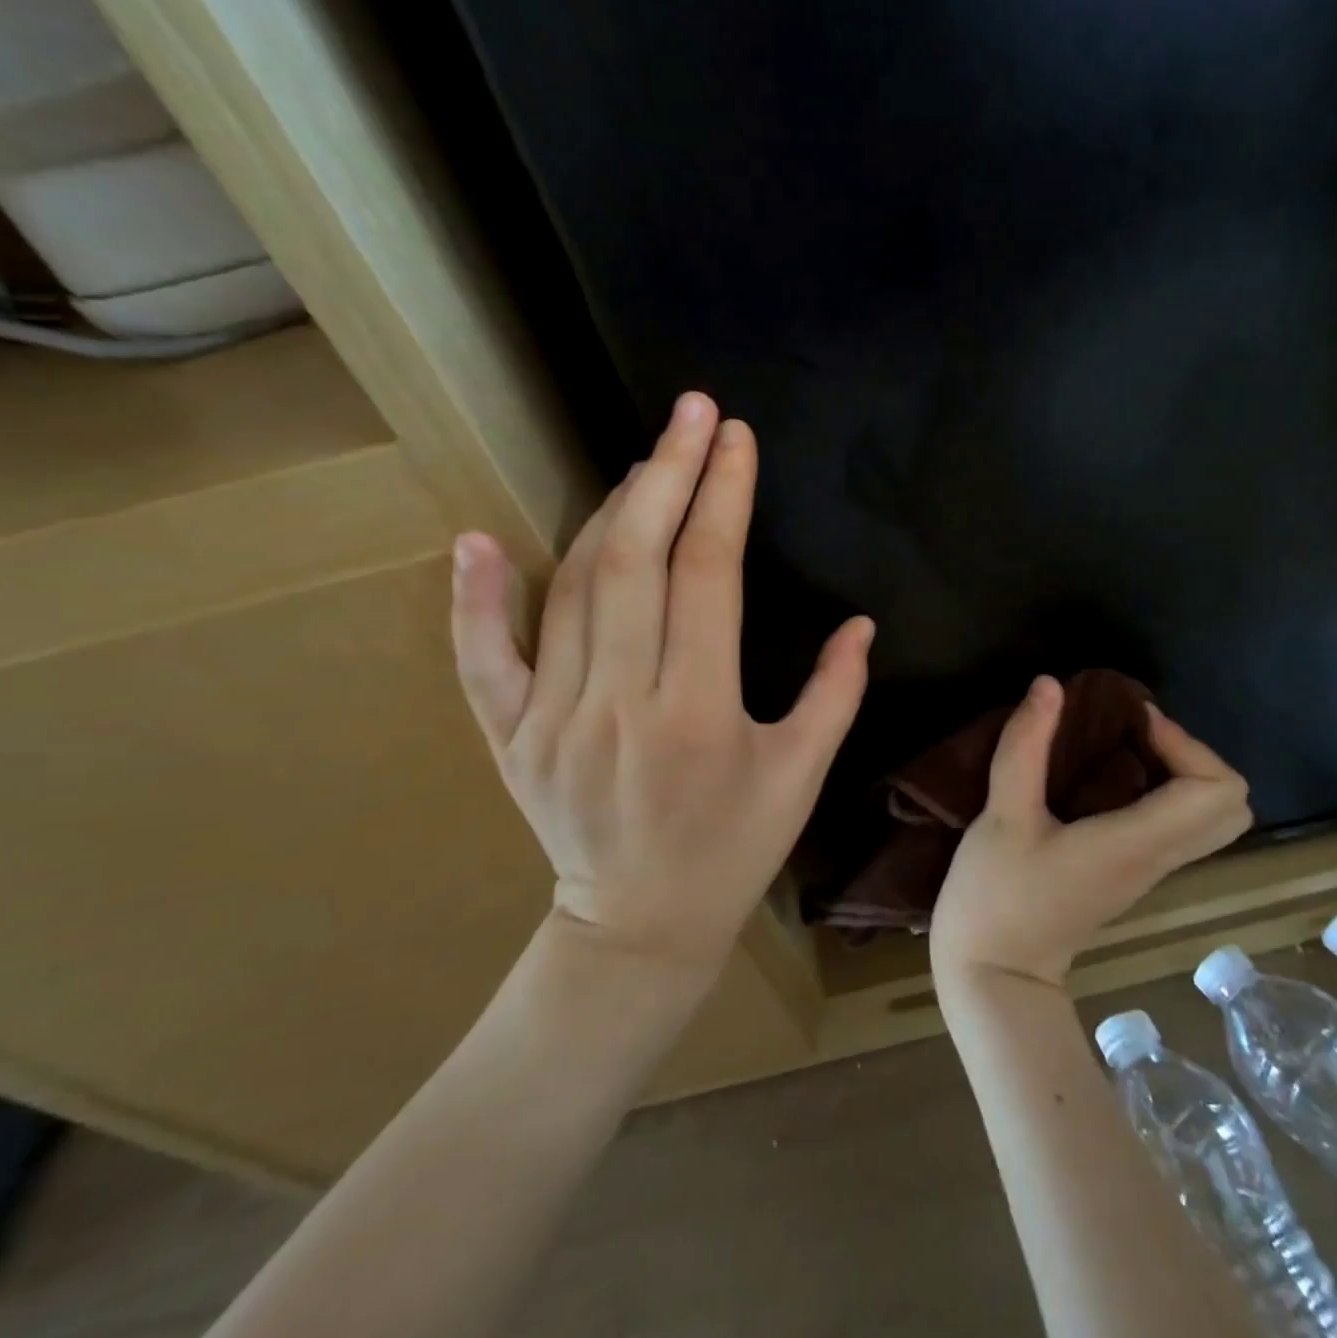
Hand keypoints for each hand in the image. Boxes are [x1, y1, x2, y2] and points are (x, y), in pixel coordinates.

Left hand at [449, 392, 873, 976]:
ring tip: (643, 463)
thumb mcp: (802, 777)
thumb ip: (835, 694)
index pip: (708, 576)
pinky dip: (475, 599)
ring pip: (571, 590)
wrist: (640, 926)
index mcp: (699, 714)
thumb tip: (860, 622)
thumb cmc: (735, 848)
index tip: (736, 439)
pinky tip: (477, 540)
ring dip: (607, 513)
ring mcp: (551, 720)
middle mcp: (619, 704)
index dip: (724, 497)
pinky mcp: (509, 738)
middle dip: (667, 473)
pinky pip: (482, 658)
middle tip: (690, 411)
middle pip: (636, 562)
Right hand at [930, 676, 1250, 988]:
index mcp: (1136, 843)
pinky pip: (1178, 826)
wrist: (994, 977)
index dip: (1185, 743)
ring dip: (1180, 771)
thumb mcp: (1001, 816)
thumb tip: (1049, 685)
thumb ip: (1025, 746)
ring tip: (1122, 746)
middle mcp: (1157, 859)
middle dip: (1193, 756)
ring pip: (1209, 819)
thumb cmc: (996, 898)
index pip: (1215, 790)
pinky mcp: (1130, 875)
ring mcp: (1147, 872)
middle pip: (1230, 807)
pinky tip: (1107, 776)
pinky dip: (1163, 791)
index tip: (1131, 722)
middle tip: (1136, 733)